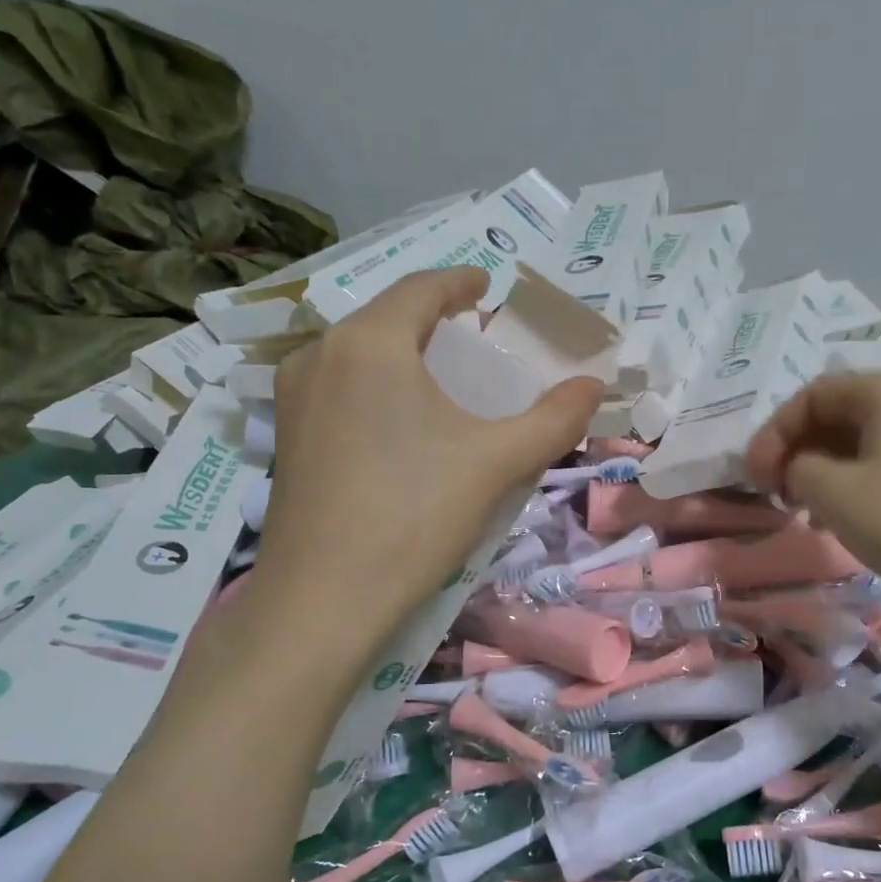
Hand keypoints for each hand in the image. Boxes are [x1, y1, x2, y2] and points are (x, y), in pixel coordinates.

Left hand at [259, 268, 601, 621]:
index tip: (486, 287)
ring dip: (403, 352)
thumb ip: (554, 419)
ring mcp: (294, 397)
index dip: (459, 282)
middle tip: (474, 335)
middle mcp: (321, 355)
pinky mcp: (287, 436)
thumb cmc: (414, 515)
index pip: (421, 289)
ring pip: (359, 352)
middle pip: (387, 318)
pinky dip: (377, 383)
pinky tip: (400, 420)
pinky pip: (340, 385)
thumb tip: (593, 386)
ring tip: (442, 376)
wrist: (323, 599)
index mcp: (370, 343)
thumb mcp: (498, 462)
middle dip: (434, 320)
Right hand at [746, 372, 880, 625]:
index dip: (774, 434)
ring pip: (871, 439)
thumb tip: (801, 468)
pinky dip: (865, 480)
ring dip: (830, 470)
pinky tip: (857, 518)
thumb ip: (798, 468)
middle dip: (801, 452)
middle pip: (843, 413)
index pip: (813, 395)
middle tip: (781, 495)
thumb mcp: (834, 494)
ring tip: (813, 513)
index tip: (755, 479)